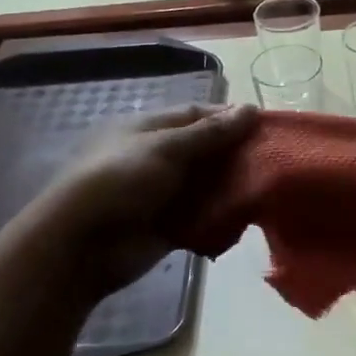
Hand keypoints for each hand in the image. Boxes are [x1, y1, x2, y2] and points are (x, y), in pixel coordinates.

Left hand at [7, 102, 257, 303]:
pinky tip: (246, 217)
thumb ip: (210, 132)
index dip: (230, 118)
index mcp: (149, 129)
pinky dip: (221, 216)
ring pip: (207, 184)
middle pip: (206, 150)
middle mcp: (157, 157)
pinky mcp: (167, 225)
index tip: (265, 125)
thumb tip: (249, 109)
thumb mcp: (166, 148)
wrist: (81, 246)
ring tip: (268, 187)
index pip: (197, 115)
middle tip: (274, 159)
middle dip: (236, 154)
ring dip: (232, 186)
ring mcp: (162, 193)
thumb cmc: (120, 181)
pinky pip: (202, 216)